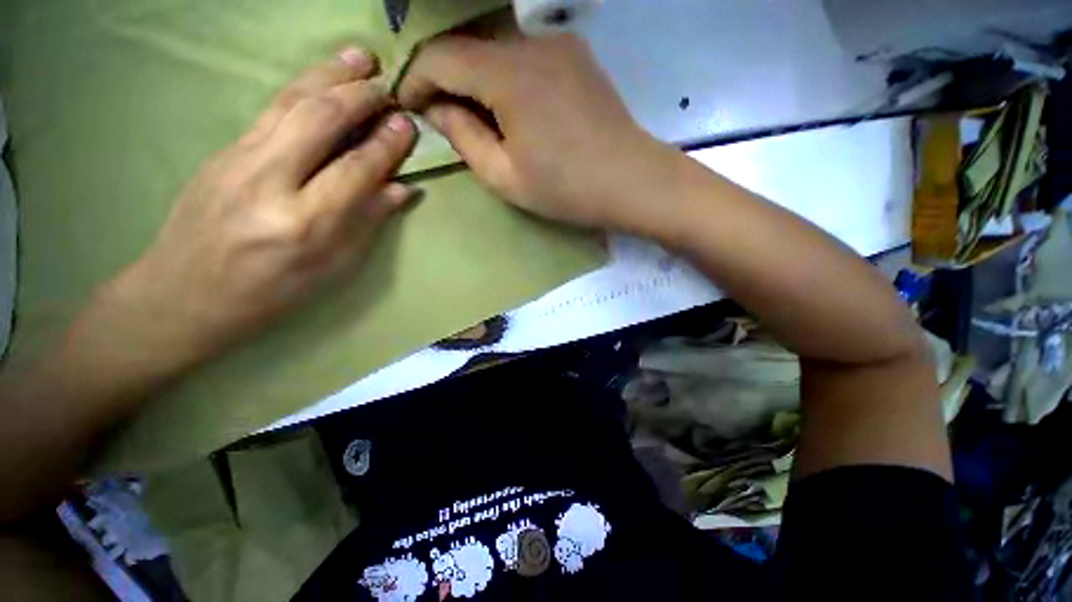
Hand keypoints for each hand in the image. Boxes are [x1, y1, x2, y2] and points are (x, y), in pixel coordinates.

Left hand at [105, 47, 417, 366]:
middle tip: (387, 82)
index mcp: (305, 223)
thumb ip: (368, 222)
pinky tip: (319, 78)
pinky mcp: (223, 151)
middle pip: (319, 121)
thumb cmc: (273, 291)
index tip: (408, 123)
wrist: (186, 293)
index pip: (355, 169)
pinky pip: (270, 110)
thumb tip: (402, 189)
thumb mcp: (333, 267)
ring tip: (357, 56)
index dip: (386, 145)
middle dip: (358, 96)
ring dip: (328, 74)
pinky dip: (301, 87)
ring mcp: (238, 160)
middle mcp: (269, 182)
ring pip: (290, 103)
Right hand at [397, 33, 674, 232]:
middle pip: (468, 45)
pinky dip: (506, 75)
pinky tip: (514, 108)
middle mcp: (532, 42)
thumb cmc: (567, 189)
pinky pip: (526, 55)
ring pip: (497, 47)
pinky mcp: (577, 54)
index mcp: (508, 75)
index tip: (409, 106)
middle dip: (445, 77)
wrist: (632, 181)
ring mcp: (559, 44)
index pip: (440, 56)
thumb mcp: (505, 177)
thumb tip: (437, 108)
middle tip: (442, 115)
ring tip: (479, 117)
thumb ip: (464, 138)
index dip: (416, 79)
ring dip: (477, 77)